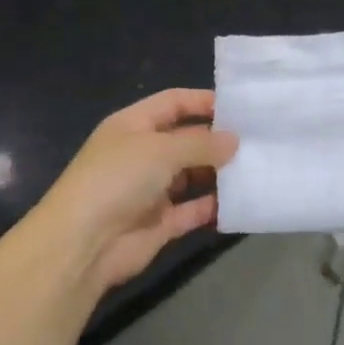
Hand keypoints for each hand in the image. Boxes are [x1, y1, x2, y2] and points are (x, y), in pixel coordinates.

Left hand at [34, 89, 237, 299]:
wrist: (83, 243)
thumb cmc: (117, 179)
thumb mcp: (160, 149)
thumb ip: (200, 144)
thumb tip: (234, 141)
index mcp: (133, 125)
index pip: (173, 103)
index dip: (203, 101)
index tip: (242, 108)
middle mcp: (142, 154)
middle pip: (186, 140)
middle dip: (218, 140)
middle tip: (260, 141)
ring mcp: (151, 190)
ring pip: (193, 176)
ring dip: (220, 174)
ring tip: (258, 169)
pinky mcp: (160, 223)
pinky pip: (193, 210)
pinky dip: (214, 207)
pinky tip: (243, 202)